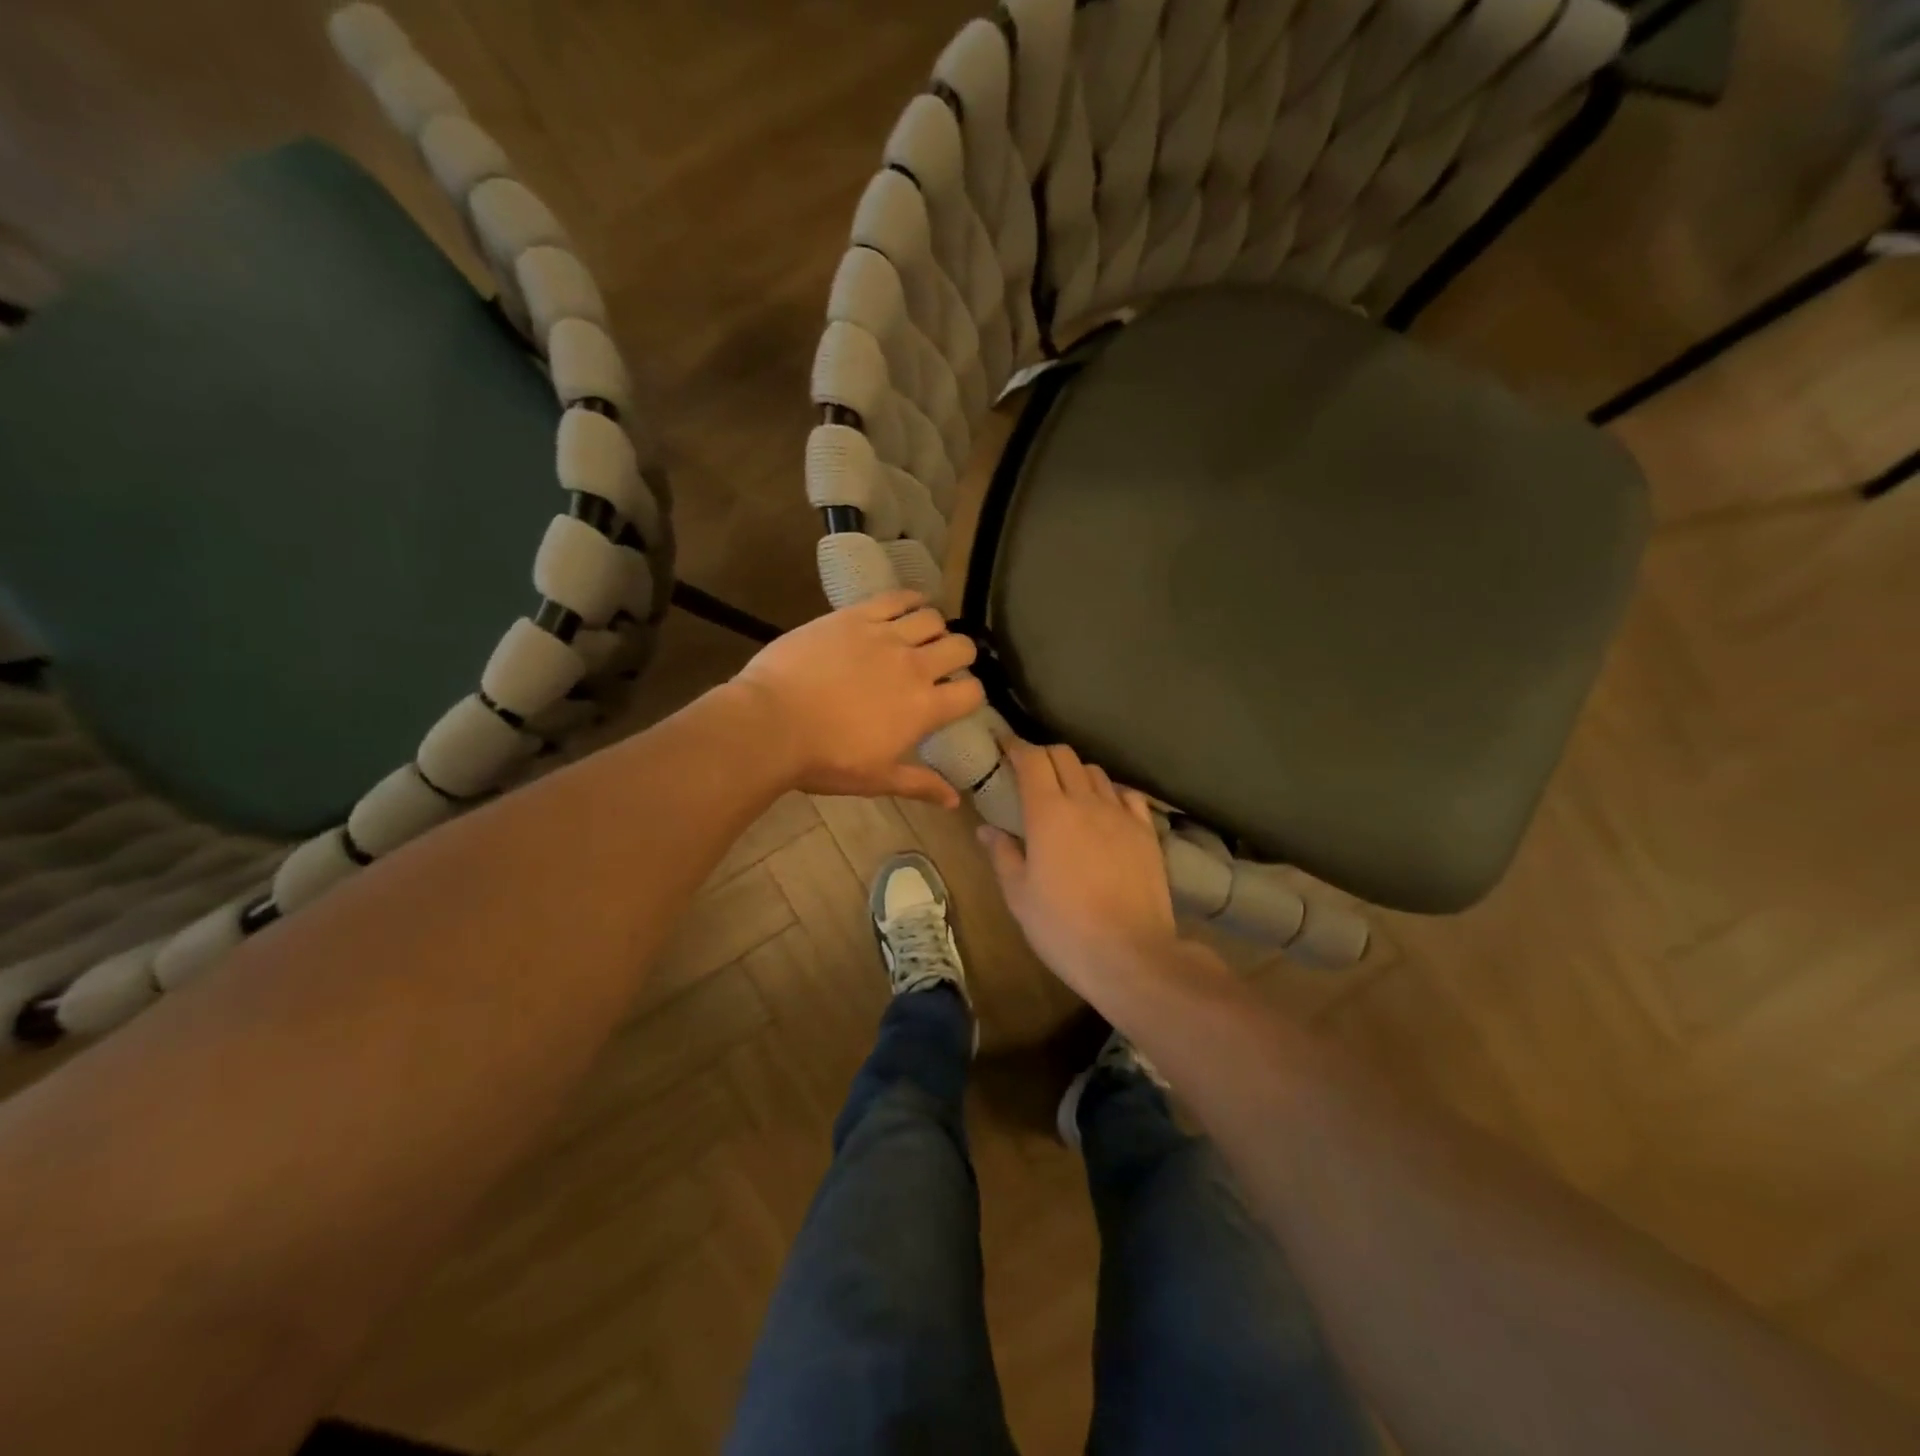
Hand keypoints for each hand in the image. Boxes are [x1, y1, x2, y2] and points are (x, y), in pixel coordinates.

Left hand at [732, 591, 983, 806]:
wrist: (771, 724)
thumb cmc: (825, 760)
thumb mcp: (877, 779)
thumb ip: (920, 785)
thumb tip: (954, 801)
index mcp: (924, 708)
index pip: (972, 693)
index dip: (971, 695)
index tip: (957, 699)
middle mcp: (914, 666)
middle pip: (960, 647)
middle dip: (961, 655)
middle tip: (945, 663)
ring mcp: (884, 636)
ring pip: (932, 618)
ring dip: (936, 627)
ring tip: (924, 635)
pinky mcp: (855, 616)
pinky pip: (895, 598)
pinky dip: (910, 599)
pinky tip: (910, 605)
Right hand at [977, 741, 1178, 993]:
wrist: (1130, 954)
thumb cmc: (1062, 927)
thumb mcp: (1019, 895)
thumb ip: (1002, 854)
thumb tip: (986, 828)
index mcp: (1048, 812)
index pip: (1032, 760)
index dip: (1016, 746)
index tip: (1003, 744)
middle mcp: (1086, 802)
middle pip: (1065, 756)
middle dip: (1043, 755)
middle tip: (1029, 769)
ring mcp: (1121, 815)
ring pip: (1096, 773)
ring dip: (1075, 772)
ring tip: (1065, 789)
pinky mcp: (1146, 833)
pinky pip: (1127, 796)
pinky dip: (1110, 792)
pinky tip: (1104, 808)